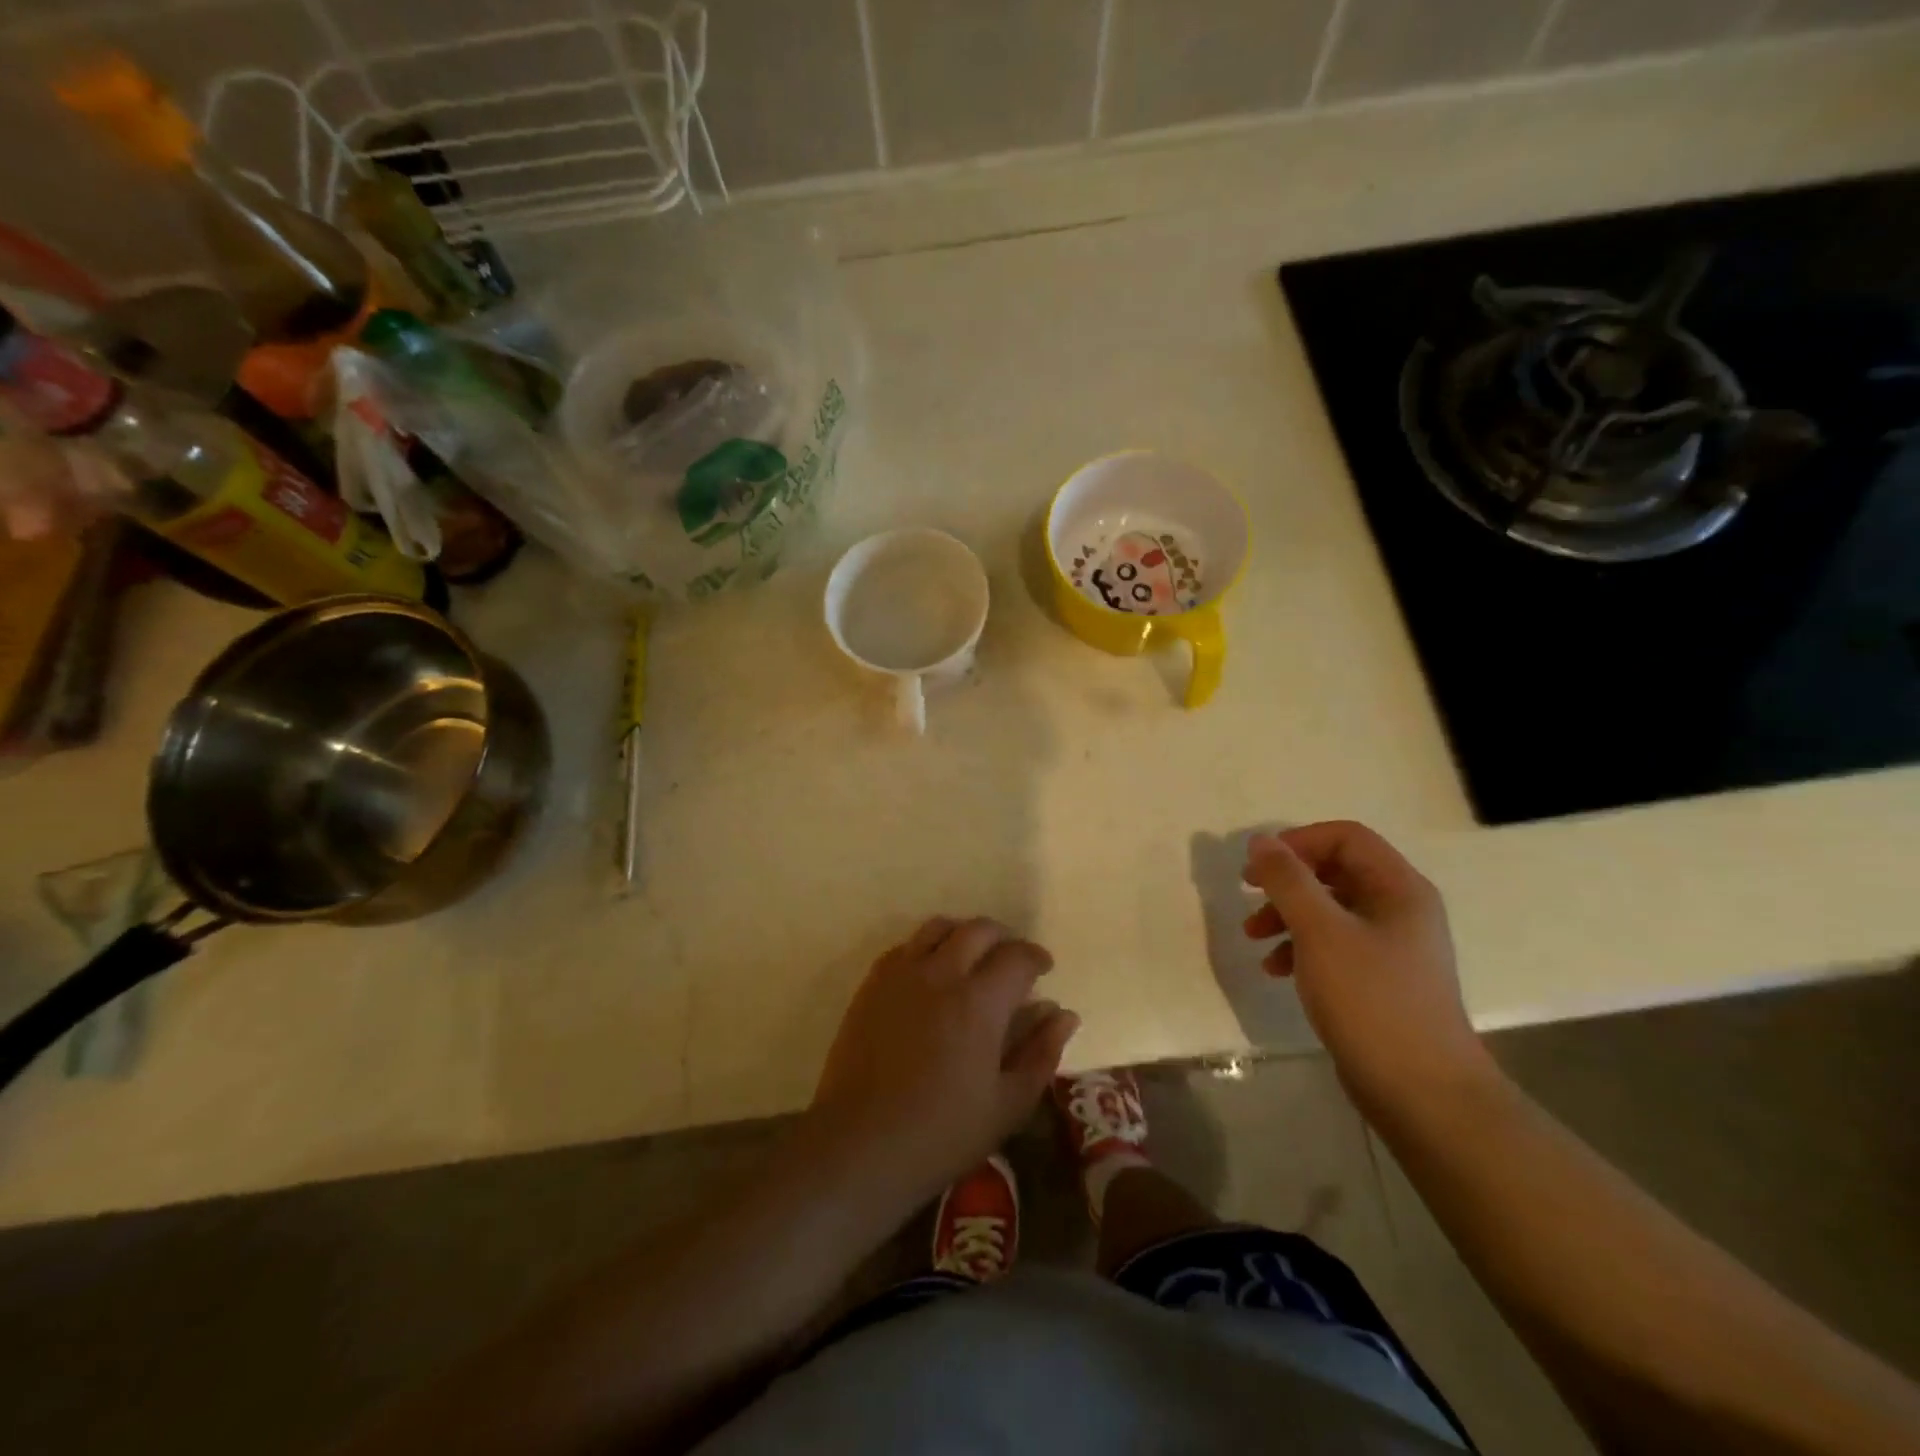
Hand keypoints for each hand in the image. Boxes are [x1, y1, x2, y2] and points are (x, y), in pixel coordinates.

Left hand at [804, 918, 1079, 1214]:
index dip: (1036, 957)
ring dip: (964, 934)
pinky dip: (927, 948)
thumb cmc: (942, 1134)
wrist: (860, 1145)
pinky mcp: (872, 984)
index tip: (1044, 969)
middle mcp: (941, 973)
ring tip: (972, 958)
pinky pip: (905, 946)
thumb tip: (1064, 1014)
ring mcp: (901, 974)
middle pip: (979, 930)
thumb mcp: (1007, 1105)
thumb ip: (1041, 1053)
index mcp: (979, 1002)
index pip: (1017, 956)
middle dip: (1004, 939)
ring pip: (938, 928)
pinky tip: (932, 974)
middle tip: (1012, 962)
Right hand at [1242, 821, 1492, 1116]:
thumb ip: (1288, 880)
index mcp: (1399, 888)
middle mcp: (1400, 909)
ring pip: (1330, 909)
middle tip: (1248, 893)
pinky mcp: (1380, 980)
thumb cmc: (1371, 999)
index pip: (1345, 837)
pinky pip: (1334, 944)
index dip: (1298, 842)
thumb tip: (1261, 841)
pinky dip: (1300, 947)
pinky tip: (1275, 969)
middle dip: (1287, 881)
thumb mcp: (1320, 931)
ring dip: (1287, 915)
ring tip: (1253, 937)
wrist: (1422, 1092)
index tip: (1258, 867)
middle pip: (1335, 871)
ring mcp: (1393, 947)